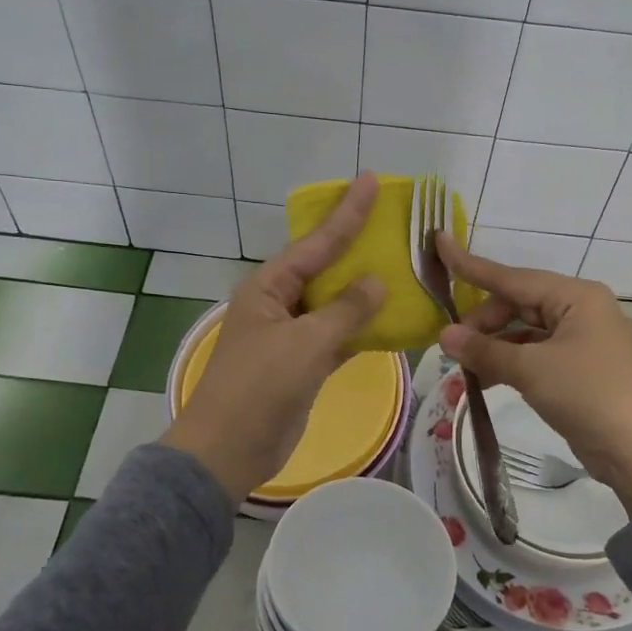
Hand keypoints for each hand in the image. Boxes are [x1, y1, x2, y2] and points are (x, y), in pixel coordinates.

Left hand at [161, 173, 386, 500]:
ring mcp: (291, 336)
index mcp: (269, 287)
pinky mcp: (303, 365)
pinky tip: (392, 320)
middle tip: (394, 223)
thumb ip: (345, 310)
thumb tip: (377, 282)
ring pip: (335, 304)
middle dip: (358, 248)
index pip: (317, 242)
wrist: (229, 450)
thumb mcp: (305, 342)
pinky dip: (361, 330)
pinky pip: (338, 336)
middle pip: (326, 268)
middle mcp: (279, 303)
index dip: (347, 213)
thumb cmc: (260, 386)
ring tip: (402, 267)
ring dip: (364, 292)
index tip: (371, 181)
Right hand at [435, 237, 631, 513]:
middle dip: (483, 324)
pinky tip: (485, 382)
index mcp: (575, 296)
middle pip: (517, 305)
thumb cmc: (590, 394)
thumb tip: (445, 336)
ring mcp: (581, 343)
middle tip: (452, 348)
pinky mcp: (579, 372)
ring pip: (524, 334)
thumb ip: (486, 350)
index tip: (438, 244)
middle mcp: (579, 312)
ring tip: (462, 371)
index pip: (512, 277)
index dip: (471, 265)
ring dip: (493, 350)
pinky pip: (535, 358)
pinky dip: (510, 366)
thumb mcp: (533, 370)